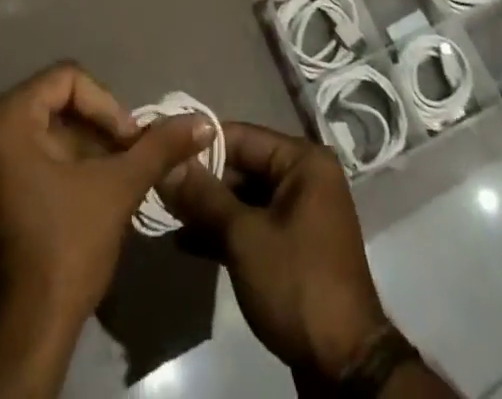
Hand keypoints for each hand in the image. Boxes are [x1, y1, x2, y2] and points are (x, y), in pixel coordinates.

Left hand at [0, 62, 212, 329]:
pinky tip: (84, 200)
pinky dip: (56, 170)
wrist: (20, 344)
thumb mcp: (117, 189)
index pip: (67, 79)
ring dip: (80, 151)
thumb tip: (201, 121)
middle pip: (52, 105)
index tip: (129, 142)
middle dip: (96, 129)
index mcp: (2, 120)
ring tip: (112, 180)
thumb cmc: (64, 251)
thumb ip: (158, 147)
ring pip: (39, 135)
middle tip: (125, 159)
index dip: (107, 104)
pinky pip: (22, 162)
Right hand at [161, 122, 388, 382]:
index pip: (242, 136)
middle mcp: (304, 177)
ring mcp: (299, 213)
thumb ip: (204, 197)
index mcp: (303, 161)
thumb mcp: (244, 237)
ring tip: (165, 215)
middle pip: (243, 166)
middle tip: (159, 188)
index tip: (161, 150)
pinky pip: (253, 224)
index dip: (200, 144)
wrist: (342, 364)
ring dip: (208, 209)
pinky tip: (186, 243)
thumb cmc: (296, 282)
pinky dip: (223, 232)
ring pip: (244, 198)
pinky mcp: (292, 246)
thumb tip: (167, 164)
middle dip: (202, 180)